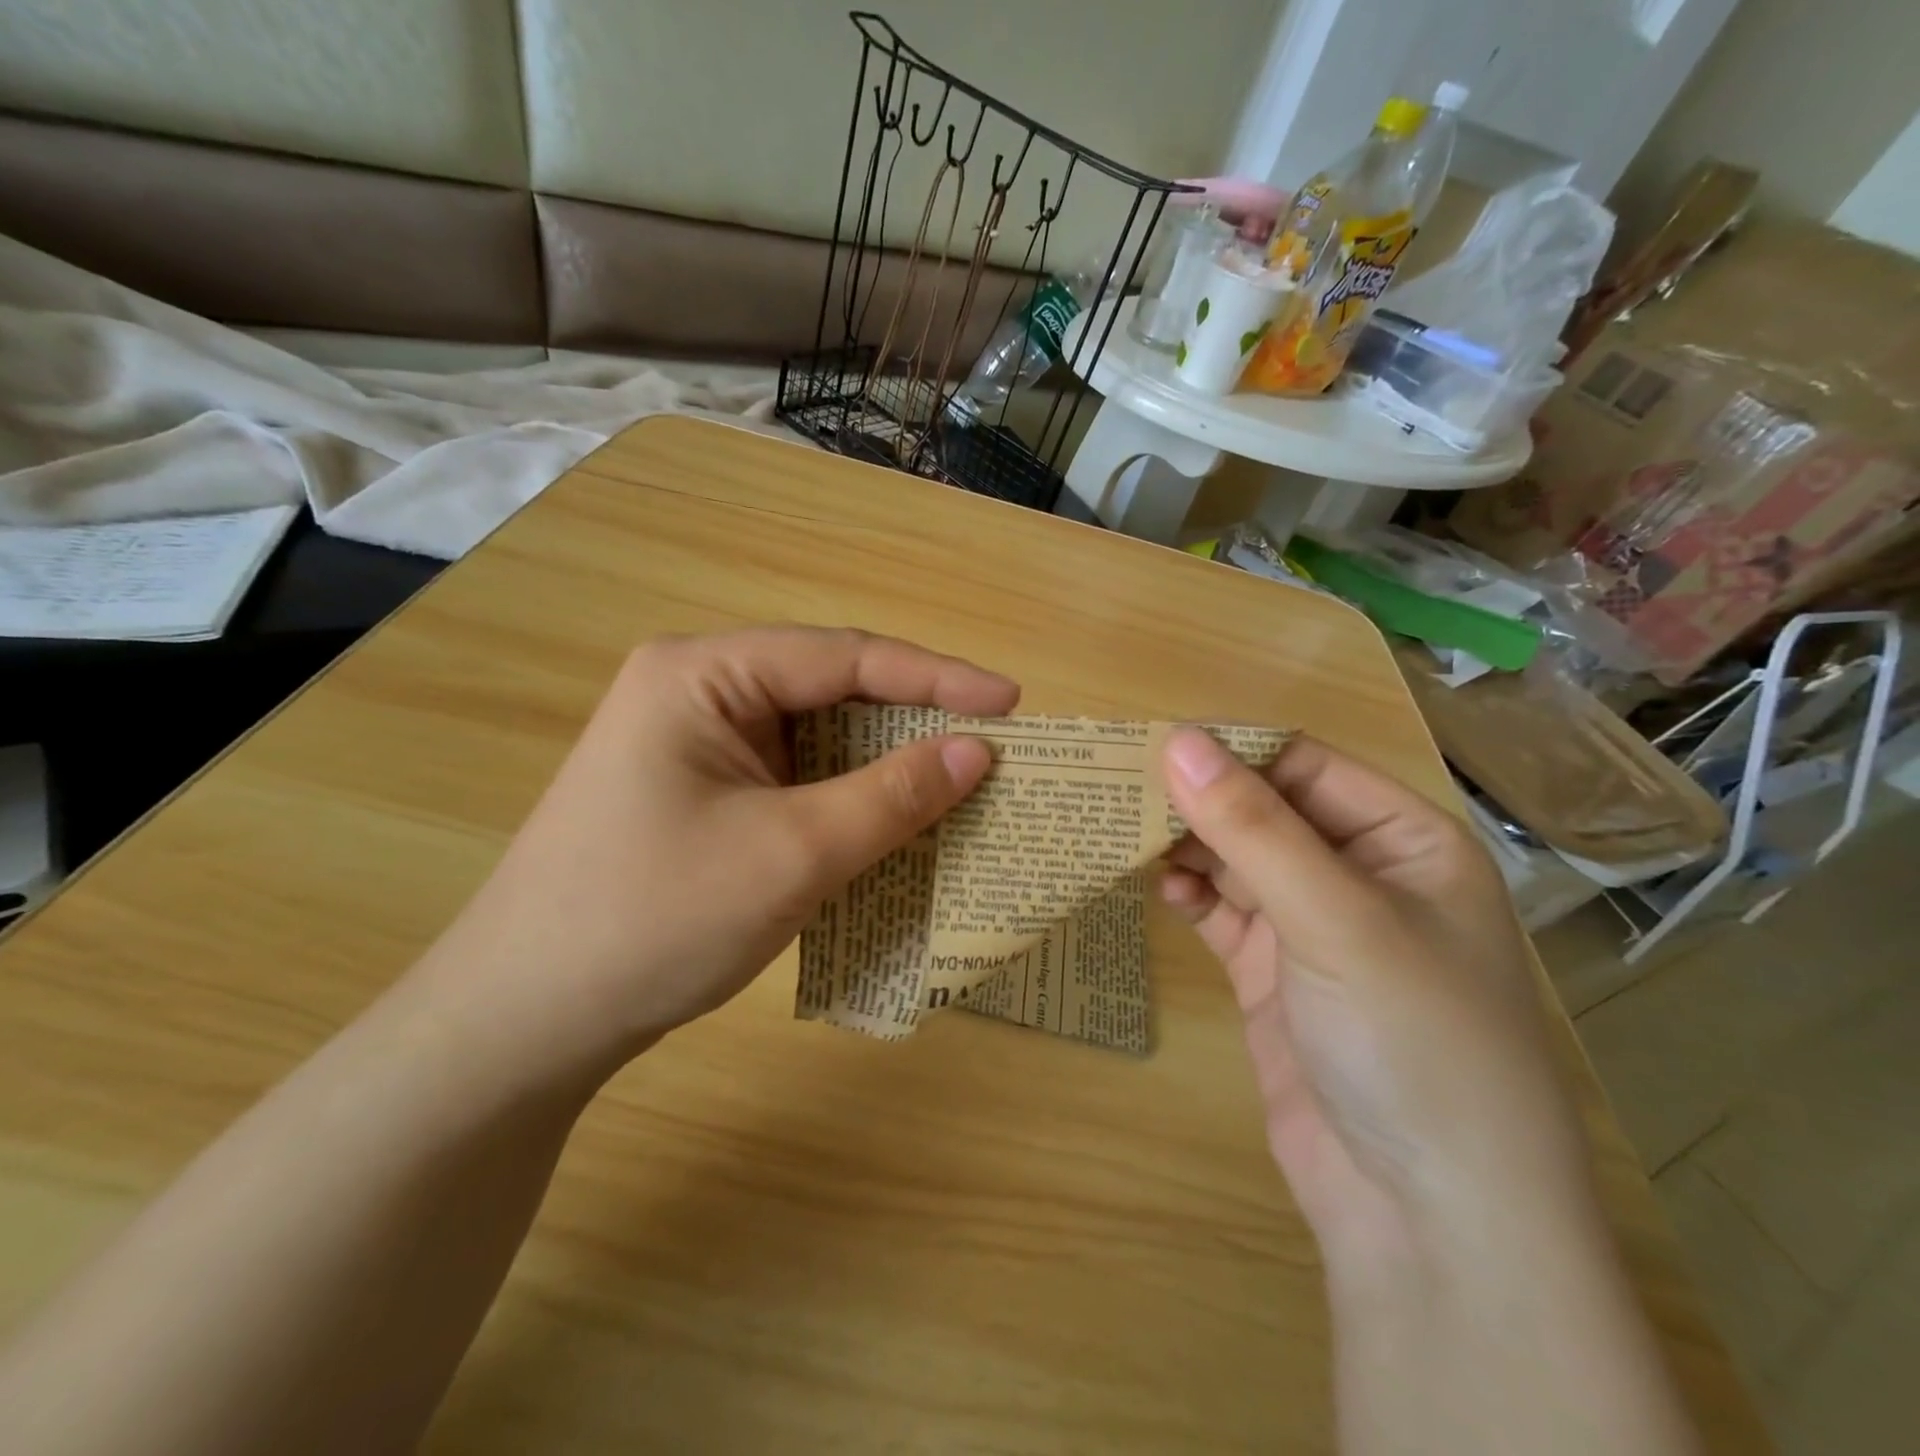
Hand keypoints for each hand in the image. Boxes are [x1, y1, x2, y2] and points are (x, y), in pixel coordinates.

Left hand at [418, 627, 1018, 1083]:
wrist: (523, 1023)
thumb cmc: (653, 921)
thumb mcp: (792, 854)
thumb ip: (892, 796)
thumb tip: (979, 750)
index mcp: (703, 673)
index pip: (845, 657)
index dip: (936, 677)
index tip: (1011, 702)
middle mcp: (698, 691)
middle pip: (832, 690)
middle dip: (912, 721)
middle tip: (992, 748)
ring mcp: (697, 744)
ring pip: (817, 738)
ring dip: (883, 765)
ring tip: (957, 786)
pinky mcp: (702, 792)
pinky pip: (795, 779)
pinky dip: (848, 799)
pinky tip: (890, 823)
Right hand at [1158, 730, 1592, 1273]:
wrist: (1427, 1221)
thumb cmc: (1412, 1042)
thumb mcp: (1335, 919)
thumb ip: (1252, 827)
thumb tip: (1178, 739)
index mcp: (1404, 839)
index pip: (1303, 765)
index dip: (1229, 750)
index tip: (1148, 743)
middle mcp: (1360, 873)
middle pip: (1264, 810)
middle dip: (1199, 799)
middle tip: (1119, 787)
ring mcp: (1314, 927)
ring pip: (1238, 859)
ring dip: (1186, 845)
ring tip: (1123, 832)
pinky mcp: (1274, 974)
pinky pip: (1223, 911)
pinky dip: (1190, 894)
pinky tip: (1159, 889)